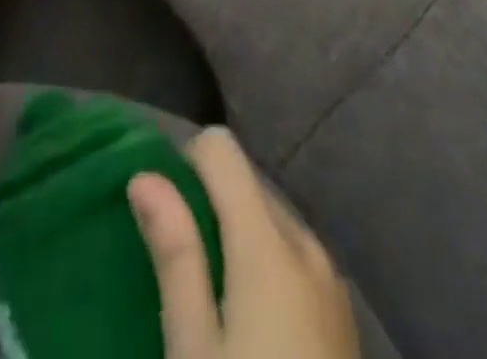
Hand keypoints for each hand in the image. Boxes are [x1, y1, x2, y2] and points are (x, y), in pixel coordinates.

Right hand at [128, 129, 359, 358]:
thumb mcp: (195, 351)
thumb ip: (175, 254)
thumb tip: (144, 174)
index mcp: (269, 241)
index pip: (221, 149)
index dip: (185, 165)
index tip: (162, 212)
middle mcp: (305, 241)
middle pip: (246, 181)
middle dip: (208, 204)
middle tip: (179, 267)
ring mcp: (330, 278)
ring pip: (269, 219)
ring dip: (236, 237)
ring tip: (211, 301)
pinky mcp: (342, 314)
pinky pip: (293, 255)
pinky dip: (264, 265)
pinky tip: (251, 326)